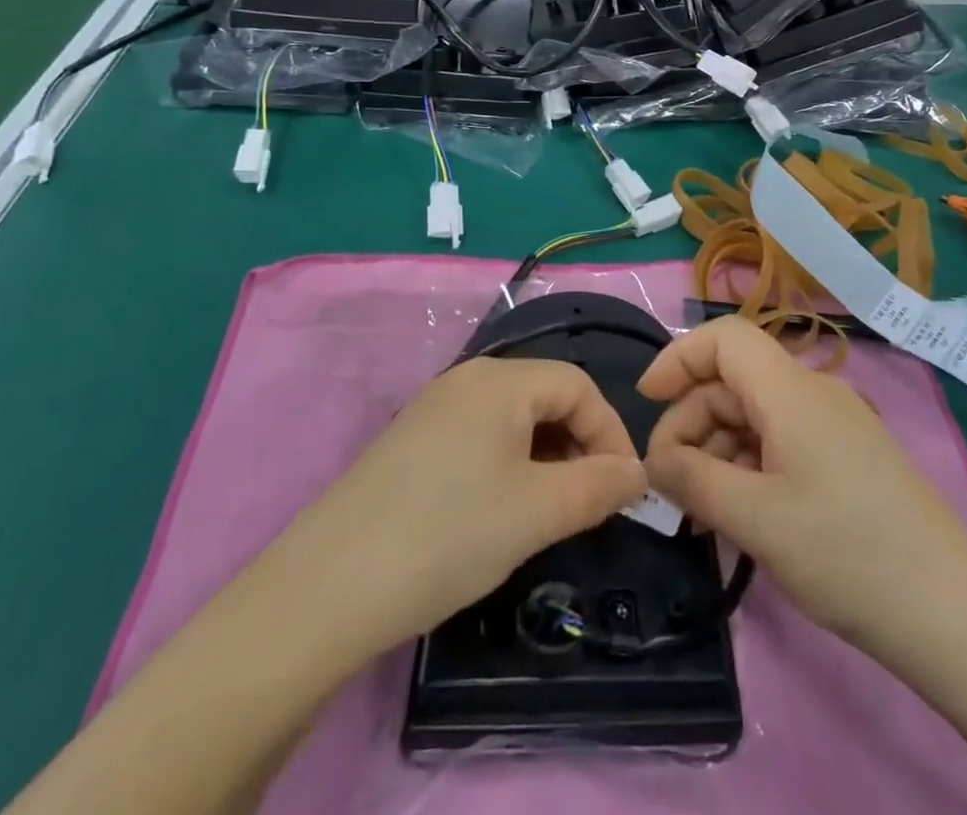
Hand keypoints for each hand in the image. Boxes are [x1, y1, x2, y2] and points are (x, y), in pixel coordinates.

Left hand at [283, 356, 646, 659]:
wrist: (329, 586)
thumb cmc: (449, 534)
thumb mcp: (537, 512)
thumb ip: (598, 487)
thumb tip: (636, 473)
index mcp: (500, 380)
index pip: (579, 385)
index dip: (611, 431)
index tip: (625, 489)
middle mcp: (467, 379)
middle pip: (545, 396)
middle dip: (579, 445)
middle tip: (590, 504)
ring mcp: (434, 408)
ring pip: (512, 420)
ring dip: (544, 458)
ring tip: (549, 512)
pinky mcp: (412, 442)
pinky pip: (479, 438)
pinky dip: (507, 465)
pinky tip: (498, 512)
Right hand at [640, 317, 966, 656]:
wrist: (955, 616)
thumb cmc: (847, 554)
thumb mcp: (755, 519)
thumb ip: (692, 480)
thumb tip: (654, 459)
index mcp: (791, 390)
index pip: (723, 337)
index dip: (678, 358)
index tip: (646, 403)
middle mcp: (814, 393)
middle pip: (734, 381)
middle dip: (691, 422)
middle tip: (669, 485)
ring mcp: (836, 425)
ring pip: (756, 415)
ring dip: (718, 451)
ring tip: (700, 512)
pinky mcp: (849, 458)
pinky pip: (782, 442)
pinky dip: (749, 467)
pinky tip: (740, 515)